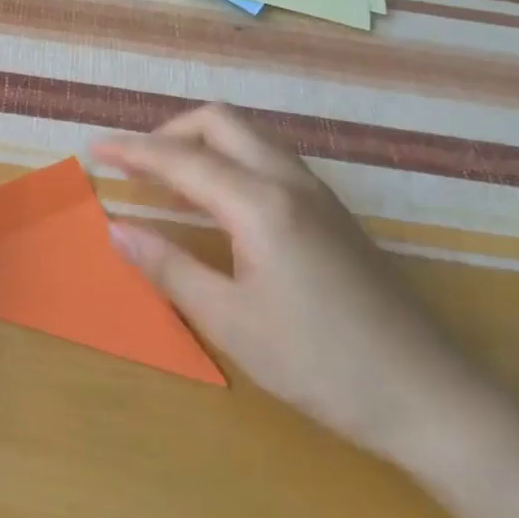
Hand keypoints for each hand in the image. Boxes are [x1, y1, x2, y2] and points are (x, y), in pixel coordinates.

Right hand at [90, 105, 479, 459]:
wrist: (426, 394)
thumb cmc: (318, 362)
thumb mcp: (230, 320)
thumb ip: (169, 267)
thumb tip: (116, 229)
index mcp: (261, 204)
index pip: (182, 159)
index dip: (132, 151)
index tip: (93, 148)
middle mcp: (290, 182)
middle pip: (221, 123)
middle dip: (169, 132)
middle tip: (133, 166)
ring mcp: (318, 194)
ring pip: (249, 138)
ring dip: (201, 146)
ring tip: (165, 183)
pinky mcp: (332, 214)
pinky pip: (268, 162)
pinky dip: (229, 164)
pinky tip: (215, 205)